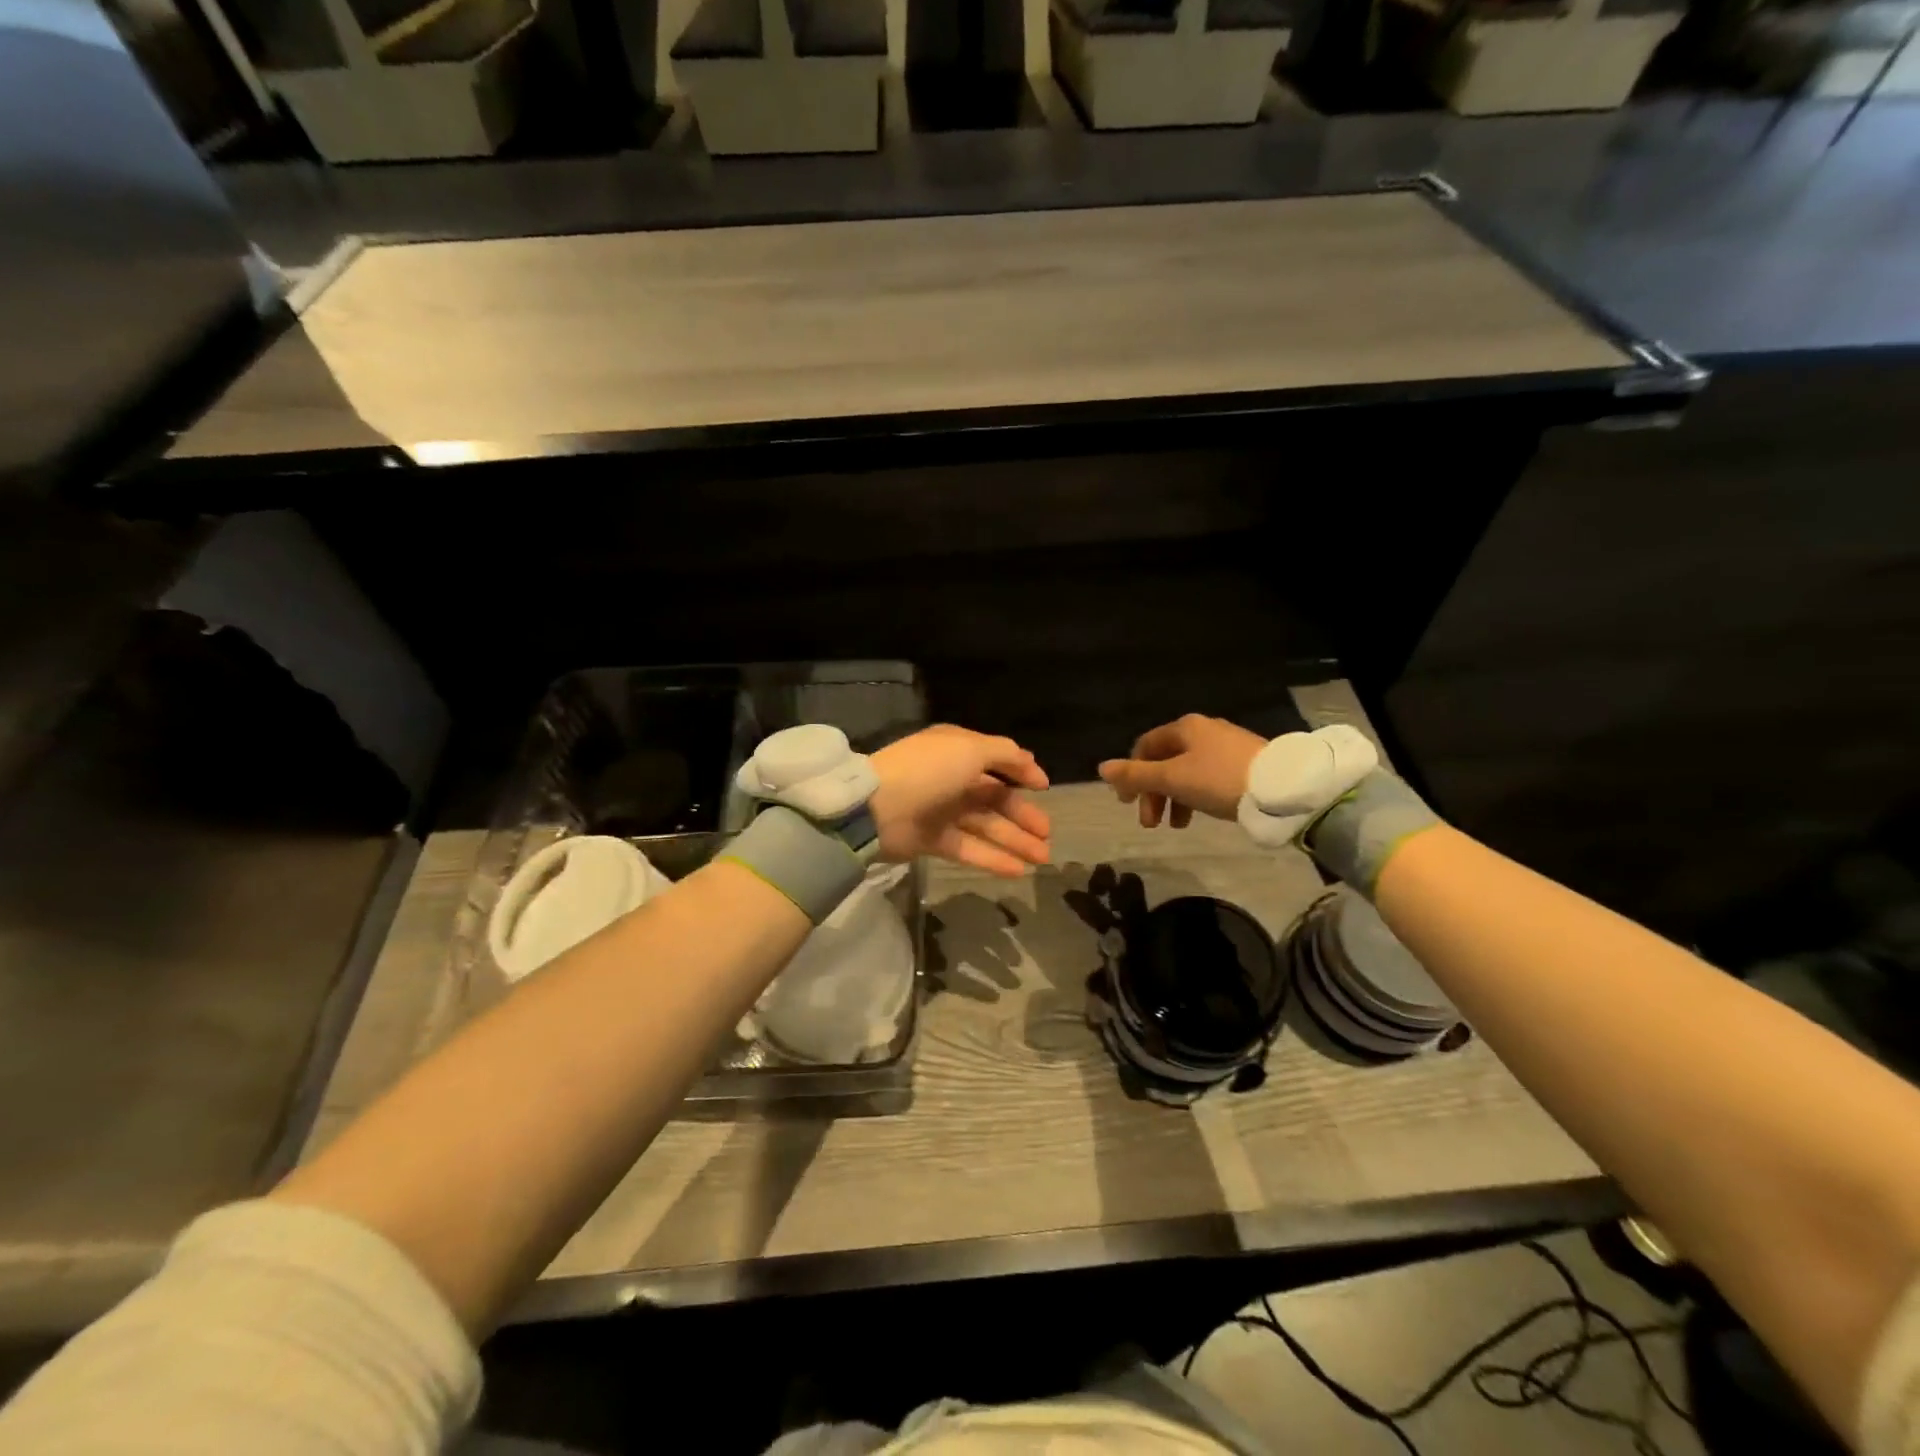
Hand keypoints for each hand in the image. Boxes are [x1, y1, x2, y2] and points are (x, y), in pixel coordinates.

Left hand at [870, 725, 1051, 876]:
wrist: (877, 808)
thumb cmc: (928, 771)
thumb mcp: (970, 749)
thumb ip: (1005, 754)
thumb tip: (1030, 760)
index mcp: (957, 750)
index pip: (995, 761)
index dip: (1021, 773)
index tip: (1044, 789)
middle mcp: (951, 778)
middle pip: (994, 798)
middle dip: (1023, 816)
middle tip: (1047, 835)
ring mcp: (941, 811)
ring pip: (986, 826)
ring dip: (1015, 841)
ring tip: (1042, 857)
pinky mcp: (933, 840)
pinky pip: (969, 849)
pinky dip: (993, 859)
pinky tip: (1018, 870)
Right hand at [1098, 714, 1264, 827]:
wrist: (1280, 788)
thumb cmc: (1218, 779)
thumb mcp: (1172, 779)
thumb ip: (1136, 775)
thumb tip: (1102, 768)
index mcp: (1184, 728)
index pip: (1145, 746)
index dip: (1131, 773)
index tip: (1127, 803)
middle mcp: (1203, 731)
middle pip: (1165, 761)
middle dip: (1152, 793)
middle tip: (1150, 824)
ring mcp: (1226, 747)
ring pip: (1186, 772)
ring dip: (1172, 799)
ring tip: (1175, 826)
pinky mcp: (1243, 764)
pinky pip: (1207, 779)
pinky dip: (1195, 797)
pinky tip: (1198, 817)